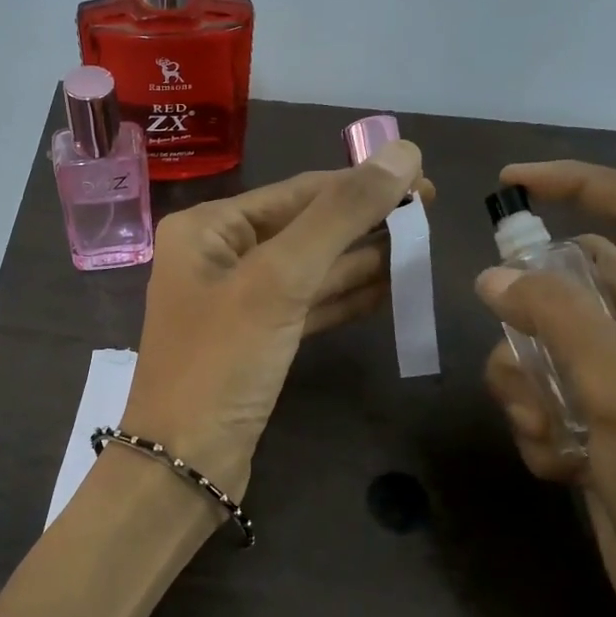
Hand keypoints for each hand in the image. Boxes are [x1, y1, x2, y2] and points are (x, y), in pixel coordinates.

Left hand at [123, 141, 426, 497]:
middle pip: (304, 229)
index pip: (296, 192)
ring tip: (420, 248)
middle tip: (430, 218)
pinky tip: (389, 289)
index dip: (360, 184)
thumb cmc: (222, 363)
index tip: (422, 180)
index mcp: (207, 228)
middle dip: (364, 224)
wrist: (184, 464)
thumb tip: (403, 152)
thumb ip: (340, 215)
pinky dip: (344, 298)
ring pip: (309, 270)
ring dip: (361, 260)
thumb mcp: (279, 281)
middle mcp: (218, 258)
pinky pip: (307, 307)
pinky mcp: (256, 342)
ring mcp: (237, 303)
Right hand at [475, 161, 615, 616]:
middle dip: (533, 318)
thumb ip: (559, 321)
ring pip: (540, 343)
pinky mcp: (593, 418)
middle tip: (518, 348)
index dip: (580, 182)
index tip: (512, 182)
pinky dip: (536, 425)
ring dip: (527, 386)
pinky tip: (564, 466)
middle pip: (572, 280)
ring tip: (552, 432)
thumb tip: (493, 277)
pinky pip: (539, 393)